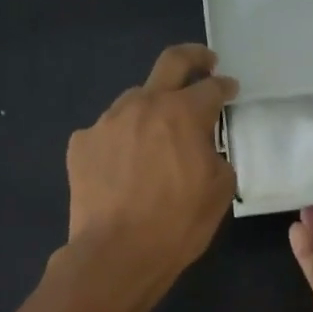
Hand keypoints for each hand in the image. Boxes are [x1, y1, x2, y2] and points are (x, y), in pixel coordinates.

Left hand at [65, 44, 237, 302]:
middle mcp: (143, 105)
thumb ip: (216, 155)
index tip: (231, 90)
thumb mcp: (220, 190)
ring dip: (153, 108)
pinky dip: (123, 140)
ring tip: (159, 133)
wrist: (117, 253)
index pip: (211, 88)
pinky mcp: (81, 144)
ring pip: (135, 101)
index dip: (225, 87)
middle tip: (205, 62)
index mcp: (183, 114)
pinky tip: (126, 164)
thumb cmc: (178, 224)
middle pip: (171, 63)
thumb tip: (204, 147)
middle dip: (193, 58)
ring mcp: (107, 122)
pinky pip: (109, 131)